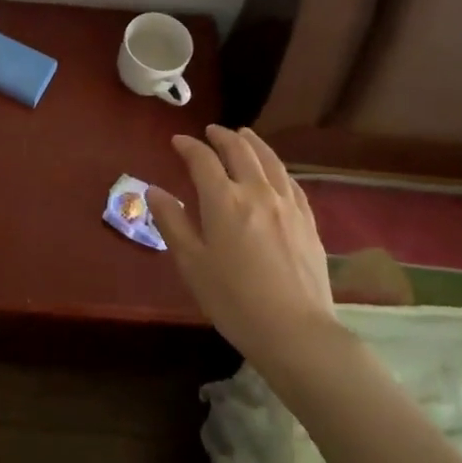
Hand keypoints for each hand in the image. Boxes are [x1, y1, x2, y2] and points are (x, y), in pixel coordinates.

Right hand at [147, 125, 336, 369]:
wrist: (295, 331)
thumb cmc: (233, 300)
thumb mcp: (191, 264)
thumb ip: (172, 222)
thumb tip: (154, 190)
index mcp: (224, 200)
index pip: (203, 160)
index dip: (188, 146)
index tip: (177, 141)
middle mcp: (257, 192)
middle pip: (240, 150)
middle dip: (222, 136)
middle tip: (210, 131)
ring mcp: (287, 205)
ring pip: (269, 160)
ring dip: (253, 143)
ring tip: (244, 134)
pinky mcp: (308, 221)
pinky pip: (291, 182)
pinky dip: (277, 167)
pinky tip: (275, 171)